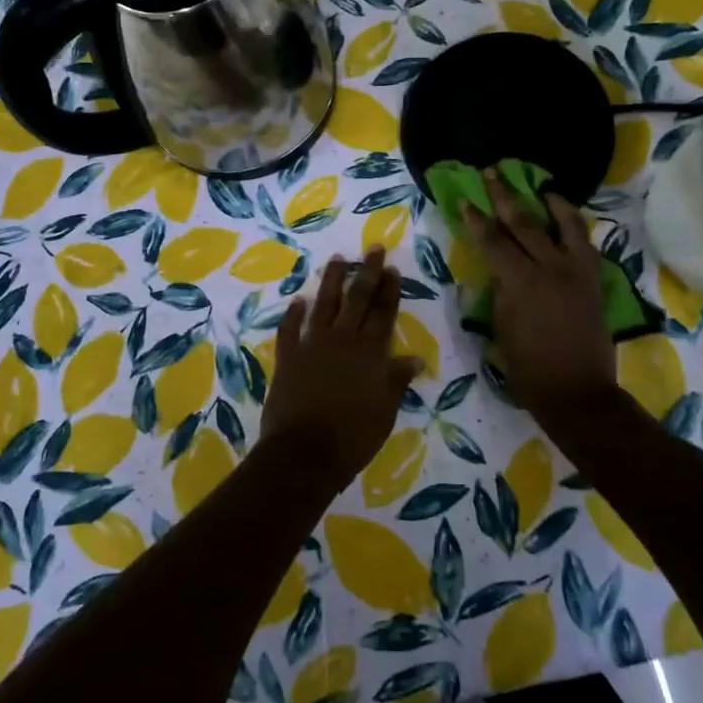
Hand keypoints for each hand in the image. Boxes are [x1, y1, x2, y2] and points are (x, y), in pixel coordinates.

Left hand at [263, 248, 423, 486]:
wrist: (304, 453)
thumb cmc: (353, 437)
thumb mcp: (385, 411)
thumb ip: (397, 381)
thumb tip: (414, 358)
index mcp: (370, 353)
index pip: (384, 314)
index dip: (389, 290)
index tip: (392, 268)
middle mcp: (343, 340)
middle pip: (357, 300)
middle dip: (366, 273)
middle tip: (373, 249)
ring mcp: (312, 346)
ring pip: (324, 305)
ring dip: (331, 281)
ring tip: (337, 259)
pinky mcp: (288, 357)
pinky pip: (290, 329)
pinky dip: (293, 314)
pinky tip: (297, 300)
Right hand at [464, 169, 615, 421]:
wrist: (577, 392)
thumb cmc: (528, 369)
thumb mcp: (502, 328)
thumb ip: (501, 293)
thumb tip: (502, 272)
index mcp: (521, 283)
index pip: (493, 242)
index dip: (476, 220)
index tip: (464, 200)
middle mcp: (551, 269)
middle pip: (525, 224)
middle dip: (505, 197)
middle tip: (492, 173)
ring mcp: (577, 272)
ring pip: (565, 226)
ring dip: (550, 203)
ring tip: (541, 186)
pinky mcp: (594, 281)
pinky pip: (585, 245)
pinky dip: (575, 227)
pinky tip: (567, 220)